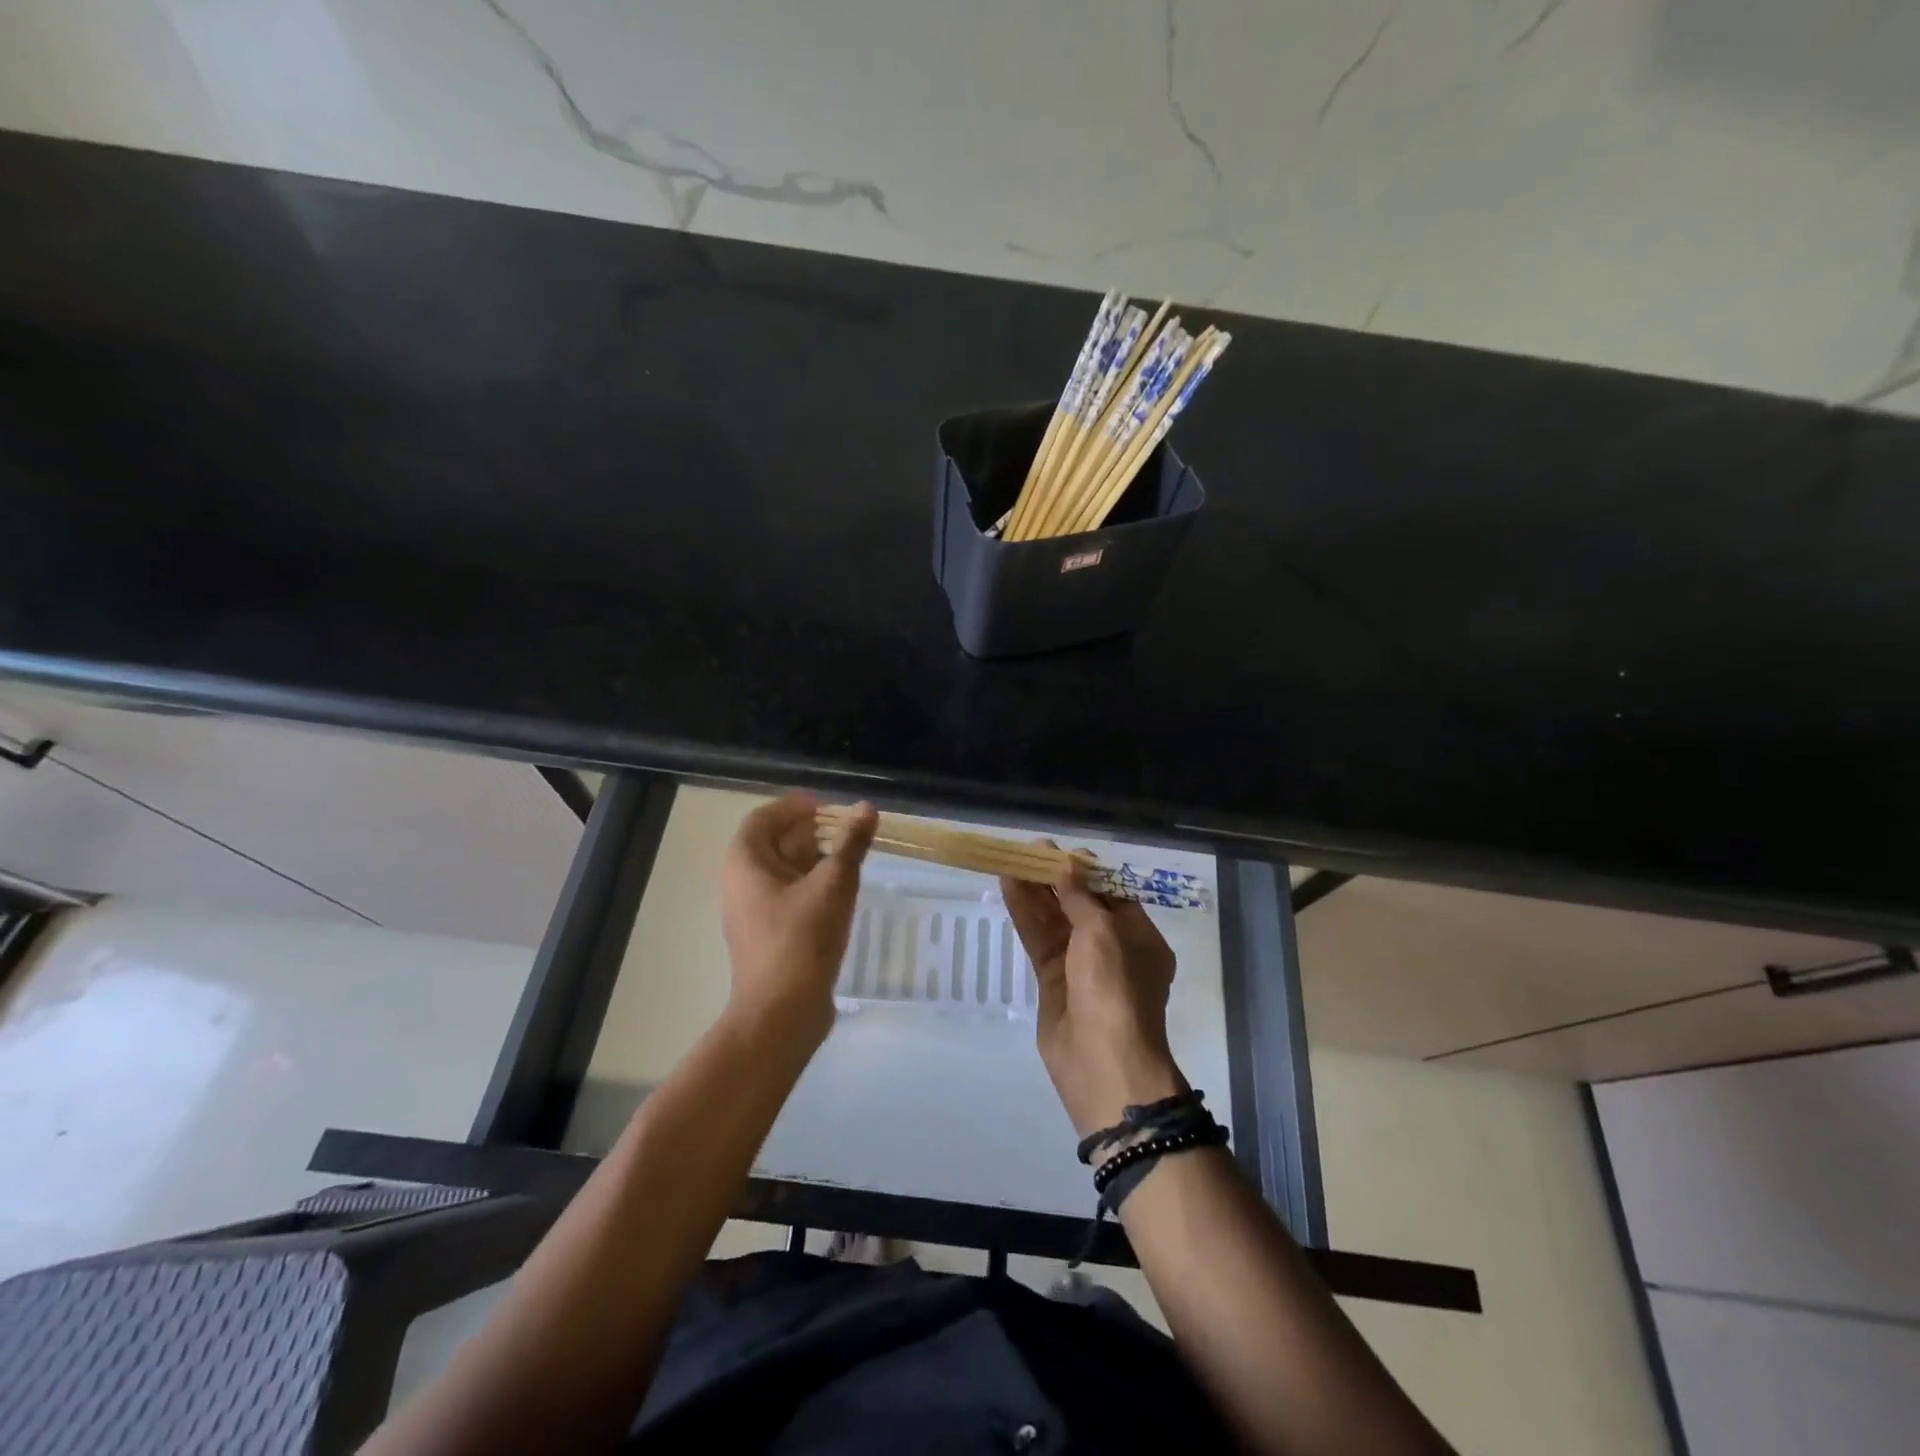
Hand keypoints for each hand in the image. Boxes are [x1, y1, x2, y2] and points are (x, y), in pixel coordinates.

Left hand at [720, 792, 875, 1054]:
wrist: (781, 1014)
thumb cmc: (801, 940)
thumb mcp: (833, 885)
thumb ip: (850, 844)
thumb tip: (866, 808)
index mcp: (745, 862)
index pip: (765, 817)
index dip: (796, 807)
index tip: (830, 806)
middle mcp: (742, 882)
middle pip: (776, 842)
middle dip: (813, 832)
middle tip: (851, 830)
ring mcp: (754, 911)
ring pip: (785, 871)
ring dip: (817, 859)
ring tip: (854, 857)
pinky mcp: (770, 934)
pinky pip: (790, 896)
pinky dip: (814, 885)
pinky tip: (844, 892)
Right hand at [1002, 863, 1186, 1138]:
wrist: (1102, 1063)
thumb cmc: (1115, 989)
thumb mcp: (1103, 934)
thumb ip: (1081, 898)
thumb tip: (1070, 865)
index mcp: (1139, 937)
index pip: (1112, 894)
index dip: (1085, 871)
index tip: (1058, 852)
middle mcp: (1112, 949)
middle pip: (1080, 905)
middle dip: (1055, 879)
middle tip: (1027, 851)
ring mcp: (1081, 967)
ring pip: (1055, 921)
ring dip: (1035, 893)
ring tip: (1010, 862)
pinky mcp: (1053, 982)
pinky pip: (1040, 942)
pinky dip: (1026, 916)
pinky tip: (1008, 889)